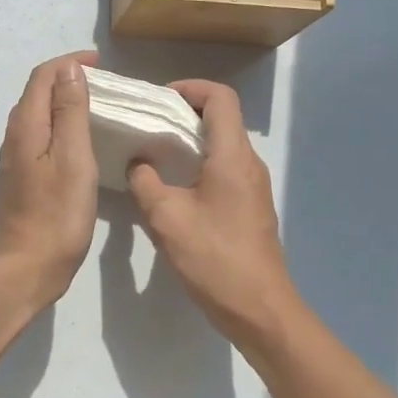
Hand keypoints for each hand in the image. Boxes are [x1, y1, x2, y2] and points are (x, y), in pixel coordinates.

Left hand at [0, 51, 99, 305]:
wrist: (25, 268)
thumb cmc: (57, 214)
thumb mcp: (72, 158)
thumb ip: (70, 112)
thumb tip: (69, 70)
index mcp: (26, 125)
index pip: (42, 77)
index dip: (69, 63)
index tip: (101, 63)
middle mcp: (14, 136)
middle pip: (37, 93)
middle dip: (67, 79)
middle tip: (103, 84)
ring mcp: (15, 159)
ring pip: (38, 115)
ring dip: (63, 102)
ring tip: (96, 107)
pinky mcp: (21, 178)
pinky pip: (40, 136)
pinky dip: (60, 126)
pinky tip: (79, 141)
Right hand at [128, 80, 297, 341]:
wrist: (259, 309)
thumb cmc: (214, 258)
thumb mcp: (167, 218)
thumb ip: (146, 182)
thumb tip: (138, 162)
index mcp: (233, 156)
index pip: (220, 97)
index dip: (190, 88)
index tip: (159, 99)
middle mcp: (248, 163)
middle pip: (222, 117)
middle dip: (184, 111)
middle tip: (148, 123)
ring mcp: (253, 186)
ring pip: (222, 144)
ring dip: (190, 139)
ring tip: (154, 151)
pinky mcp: (250, 206)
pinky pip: (224, 168)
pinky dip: (199, 163)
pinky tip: (172, 185)